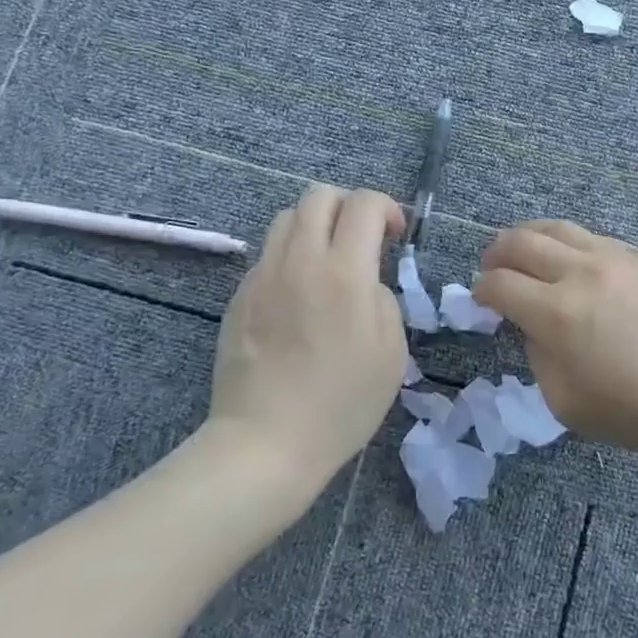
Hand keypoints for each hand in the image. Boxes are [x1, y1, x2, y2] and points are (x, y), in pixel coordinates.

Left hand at [207, 184, 407, 493]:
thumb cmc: (342, 402)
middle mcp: (301, 260)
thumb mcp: (392, 351)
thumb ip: (384, 298)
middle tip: (363, 239)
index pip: (364, 204)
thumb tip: (367, 281)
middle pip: (319, 196)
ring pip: (287, 218)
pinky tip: (299, 296)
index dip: (387, 208)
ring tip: (329, 261)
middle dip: (349, 205)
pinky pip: (268, 255)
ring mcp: (264, 276)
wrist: (266, 442)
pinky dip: (291, 256)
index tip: (396, 236)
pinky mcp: (240, 296)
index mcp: (345, 272)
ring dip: (316, 225)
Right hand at [474, 220, 637, 457]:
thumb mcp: (568, 403)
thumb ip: (540, 357)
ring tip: (524, 249)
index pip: (499, 284)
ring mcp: (617, 257)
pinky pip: (597, 239)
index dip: (481, 290)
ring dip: (530, 236)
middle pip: (521, 242)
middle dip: (496, 253)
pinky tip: (578, 263)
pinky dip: (572, 245)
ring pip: (559, 229)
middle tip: (492, 267)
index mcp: (556, 312)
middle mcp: (581, 272)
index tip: (481, 298)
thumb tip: (536, 327)